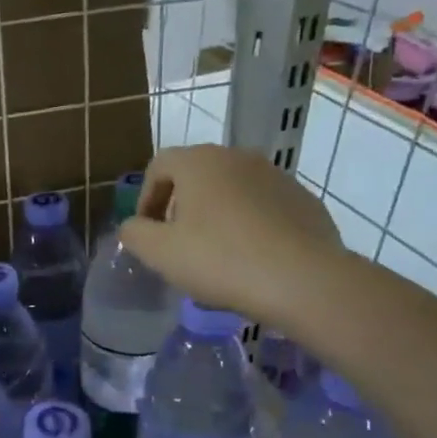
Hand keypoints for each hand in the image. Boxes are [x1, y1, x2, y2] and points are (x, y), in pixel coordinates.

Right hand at [120, 144, 344, 326]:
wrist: (303, 280)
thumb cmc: (220, 260)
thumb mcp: (160, 252)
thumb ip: (134, 233)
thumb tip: (133, 226)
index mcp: (199, 161)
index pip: (159, 166)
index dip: (145, 199)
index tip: (147, 233)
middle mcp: (237, 157)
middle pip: (196, 175)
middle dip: (180, 207)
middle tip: (177, 244)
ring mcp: (275, 176)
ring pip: (231, 191)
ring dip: (216, 215)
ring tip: (216, 255)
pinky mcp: (303, 200)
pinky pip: (263, 207)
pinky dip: (249, 225)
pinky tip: (251, 259)